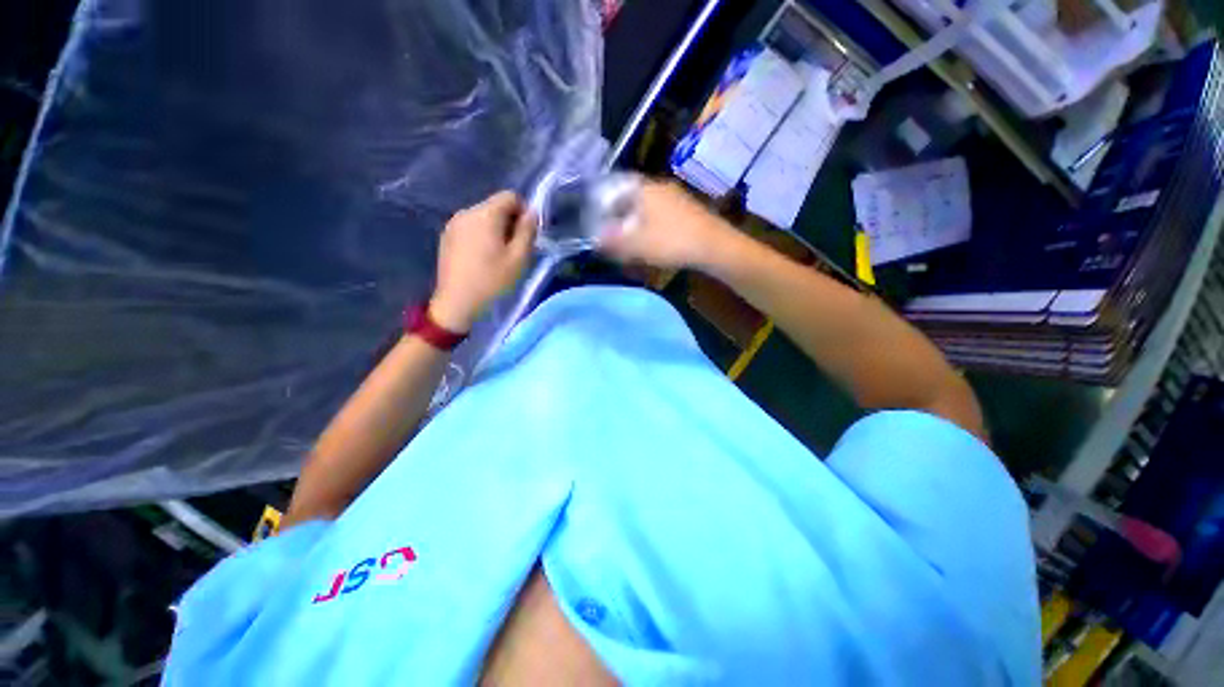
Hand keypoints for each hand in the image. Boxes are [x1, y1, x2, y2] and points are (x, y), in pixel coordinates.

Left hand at [431, 191, 536, 331]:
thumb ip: (528, 231)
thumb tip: (532, 212)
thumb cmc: (492, 280)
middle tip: (515, 250)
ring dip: (495, 230)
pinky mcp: (446, 236)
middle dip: (509, 222)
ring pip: (483, 217)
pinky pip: (470, 227)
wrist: (457, 302)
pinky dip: (481, 236)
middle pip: (495, 206)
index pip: (510, 196)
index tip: (526, 235)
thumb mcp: (519, 258)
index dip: (523, 212)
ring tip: (498, 256)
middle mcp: (466, 212)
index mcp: (485, 214)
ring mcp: (453, 224)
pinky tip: (481, 259)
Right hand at [598, 179, 731, 269]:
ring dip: (634, 222)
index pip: (614, 188)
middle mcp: (659, 187)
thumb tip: (594, 239)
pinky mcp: (686, 210)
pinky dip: (649, 225)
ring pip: (645, 206)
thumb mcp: (637, 244)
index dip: (602, 204)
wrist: (715, 246)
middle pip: (630, 197)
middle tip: (611, 233)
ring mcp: (675, 197)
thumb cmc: (672, 241)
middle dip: (618, 215)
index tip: (597, 220)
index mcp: (644, 189)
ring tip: (628, 240)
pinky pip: (659, 214)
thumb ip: (612, 241)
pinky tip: (650, 240)